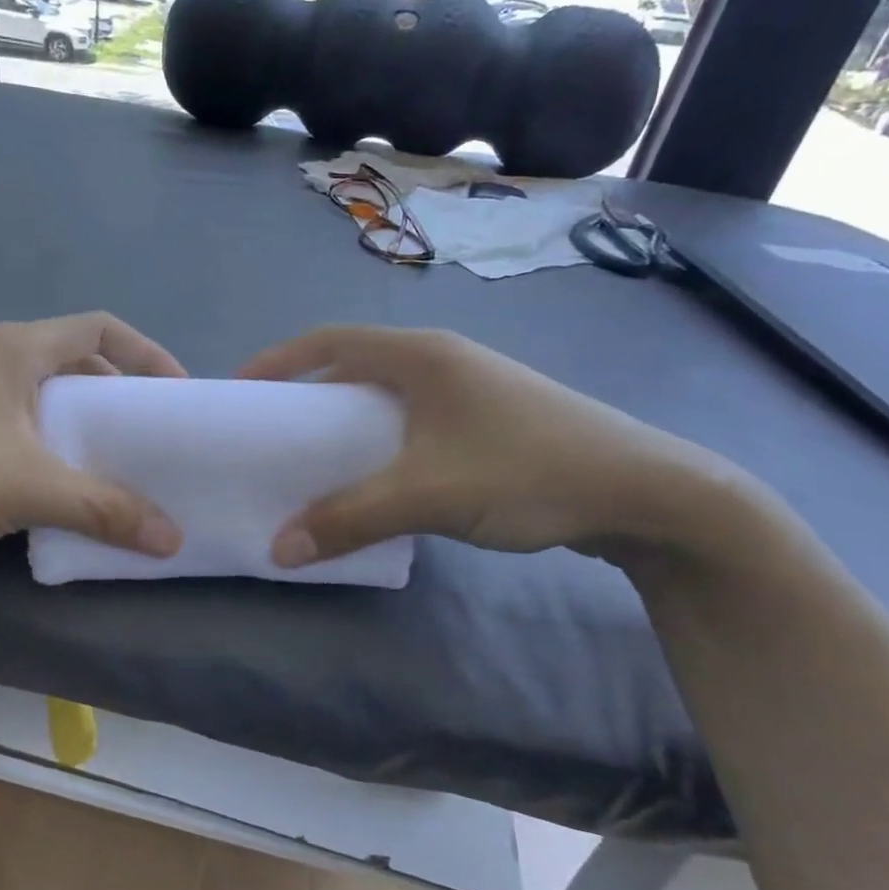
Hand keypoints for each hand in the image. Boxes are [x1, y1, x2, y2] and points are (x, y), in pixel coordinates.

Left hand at [0, 314, 187, 560]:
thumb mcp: (28, 488)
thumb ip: (103, 509)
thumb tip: (172, 538)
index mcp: (19, 348)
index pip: (103, 329)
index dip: (149, 354)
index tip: (177, 395)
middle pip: (77, 361)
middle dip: (118, 395)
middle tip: (148, 436)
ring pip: (45, 393)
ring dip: (81, 422)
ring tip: (109, 462)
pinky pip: (18, 417)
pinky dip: (48, 439)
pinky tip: (52, 480)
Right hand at [239, 325, 738, 565]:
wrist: (647, 493)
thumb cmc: (529, 470)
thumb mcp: (428, 494)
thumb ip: (349, 518)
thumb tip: (278, 548)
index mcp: (422, 355)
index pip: (329, 341)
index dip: (279, 361)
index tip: (241, 390)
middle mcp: (442, 359)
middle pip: (355, 364)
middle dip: (308, 391)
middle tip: (273, 429)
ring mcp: (470, 388)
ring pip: (386, 394)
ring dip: (346, 418)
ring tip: (315, 454)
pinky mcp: (489, 419)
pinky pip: (414, 418)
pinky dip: (381, 438)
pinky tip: (379, 474)